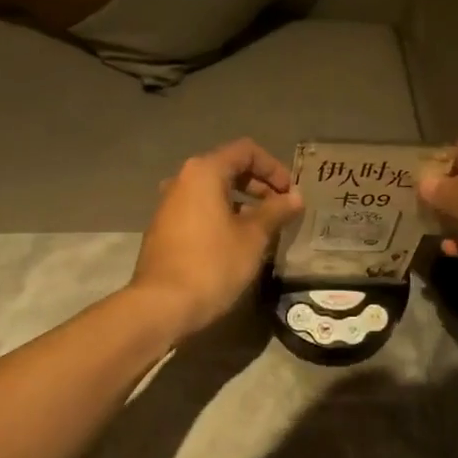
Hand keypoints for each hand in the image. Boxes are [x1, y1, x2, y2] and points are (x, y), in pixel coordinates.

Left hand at [131, 139, 302, 341]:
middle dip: (259, 186)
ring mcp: (169, 205)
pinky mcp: (164, 228)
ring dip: (242, 203)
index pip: (246, 151)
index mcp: (203, 172)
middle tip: (282, 210)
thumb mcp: (253, 237)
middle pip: (228, 169)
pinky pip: (199, 210)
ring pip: (213, 192)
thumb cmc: (212, 264)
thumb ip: (276, 211)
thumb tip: (295, 197)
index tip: (290, 193)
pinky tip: (237, 243)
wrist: (161, 305)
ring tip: (264, 228)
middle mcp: (182, 180)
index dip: (274, 168)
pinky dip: (222, 216)